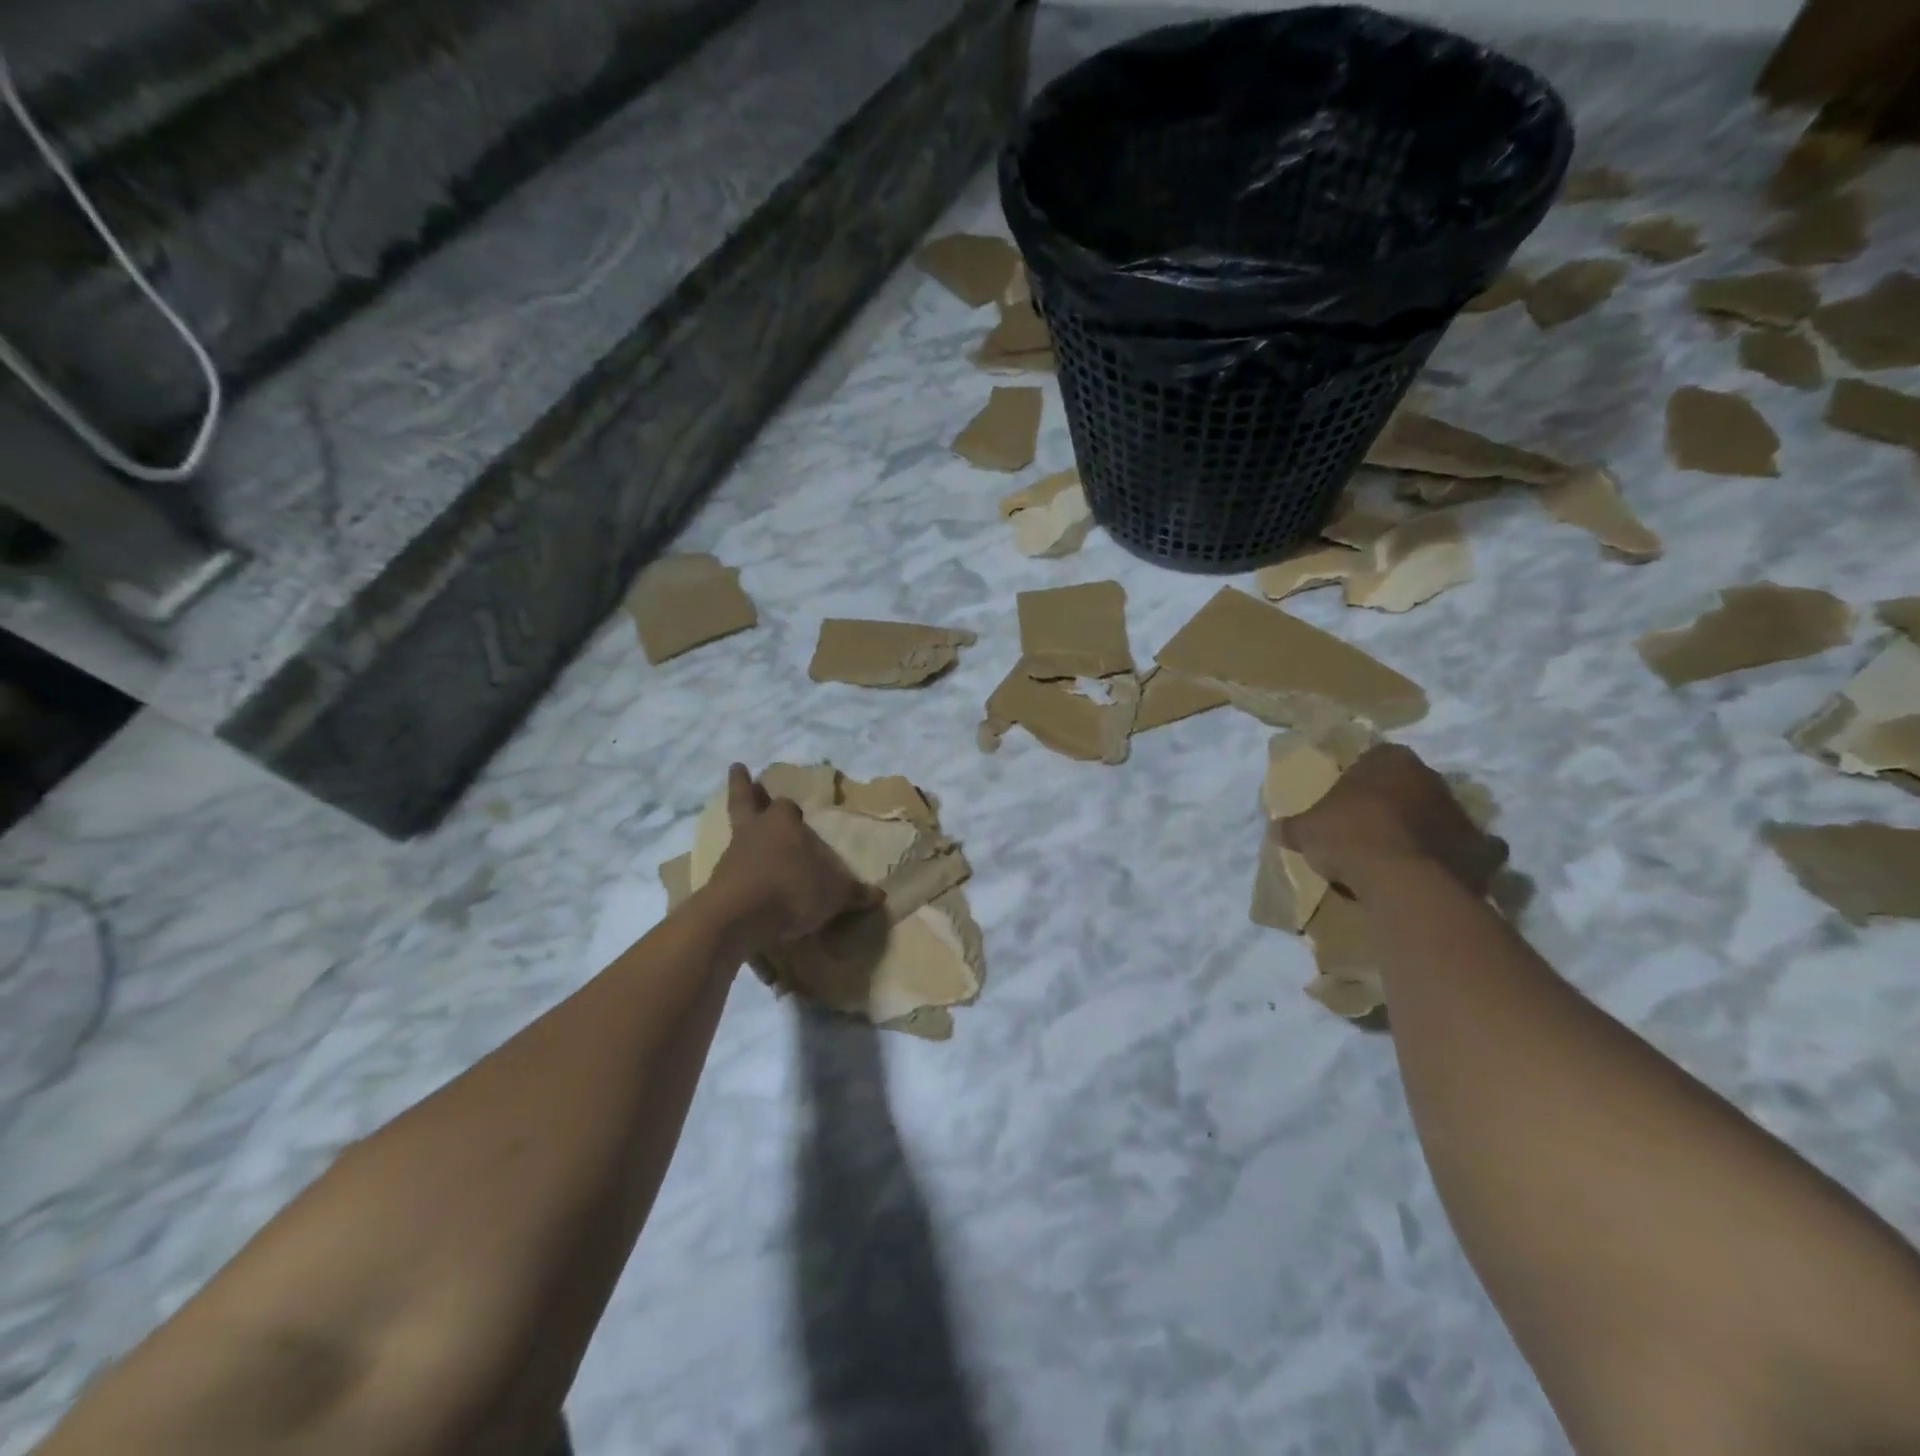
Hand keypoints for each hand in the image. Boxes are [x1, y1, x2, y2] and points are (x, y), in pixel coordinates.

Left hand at [704, 764, 881, 956]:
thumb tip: (879, 895)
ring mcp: (732, 854)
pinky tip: (744, 880)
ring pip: (736, 833)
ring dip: (741, 831)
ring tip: (747, 837)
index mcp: (783, 823)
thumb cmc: (792, 890)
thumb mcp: (834, 895)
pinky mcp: (717, 881)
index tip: (796, 813)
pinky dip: (736, 869)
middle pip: (745, 799)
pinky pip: (729, 868)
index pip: (787, 806)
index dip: (791, 809)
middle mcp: (755, 831)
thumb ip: (854, 893)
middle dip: (742, 785)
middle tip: (738, 767)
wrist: (738, 918)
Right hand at [1278, 744, 1507, 899]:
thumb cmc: (1348, 837)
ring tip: (1404, 855)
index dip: (1361, 779)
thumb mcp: (1305, 830)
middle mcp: (1432, 778)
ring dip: (1429, 830)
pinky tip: (1441, 873)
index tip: (1348, 800)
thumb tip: (1278, 829)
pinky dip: (1462, 860)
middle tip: (1374, 827)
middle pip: (1413, 785)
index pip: (1376, 758)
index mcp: (1390, 761)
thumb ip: (1295, 826)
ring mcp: (1462, 813)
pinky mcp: (1482, 850)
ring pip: (1443, 815)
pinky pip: (1473, 852)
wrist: (1400, 880)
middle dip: (1398, 802)